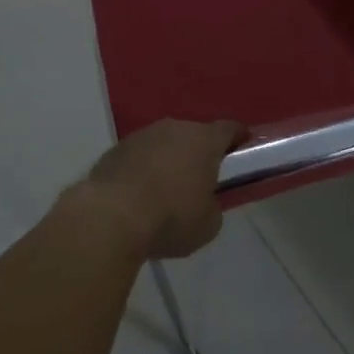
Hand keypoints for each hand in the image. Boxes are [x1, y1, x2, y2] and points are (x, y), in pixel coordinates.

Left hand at [71, 119, 246, 261]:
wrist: (109, 218)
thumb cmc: (170, 219)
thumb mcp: (207, 225)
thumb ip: (214, 207)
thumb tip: (205, 203)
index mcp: (204, 140)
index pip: (230, 129)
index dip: (239, 139)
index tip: (243, 151)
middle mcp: (175, 128)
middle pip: (195, 134)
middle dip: (200, 153)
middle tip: (201, 179)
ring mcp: (143, 135)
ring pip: (165, 143)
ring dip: (169, 159)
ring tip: (165, 190)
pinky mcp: (116, 148)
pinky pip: (139, 155)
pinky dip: (143, 168)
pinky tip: (138, 194)